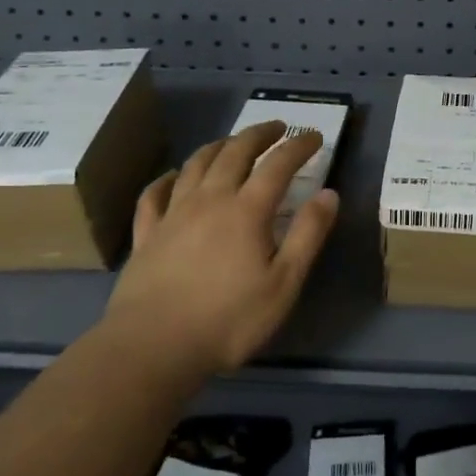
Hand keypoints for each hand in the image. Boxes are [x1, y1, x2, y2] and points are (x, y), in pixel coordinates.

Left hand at [105, 121, 339, 377]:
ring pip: (196, 164)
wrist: (152, 348)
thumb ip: (308, 235)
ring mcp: (173, 214)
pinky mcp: (146, 234)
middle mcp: (209, 200)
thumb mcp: (283, 284)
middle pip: (235, 152)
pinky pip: (154, 194)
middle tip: (277, 127)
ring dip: (219, 146)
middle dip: (259, 134)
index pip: (278, 164)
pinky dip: (167, 177)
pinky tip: (173, 176)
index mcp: (247, 210)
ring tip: (232, 142)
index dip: (299, 146)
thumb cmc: (228, 320)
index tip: (314, 137)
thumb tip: (329, 193)